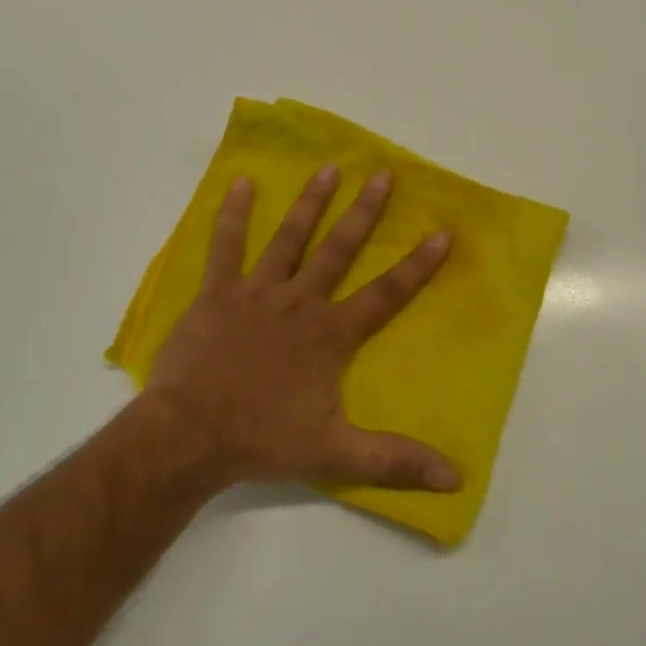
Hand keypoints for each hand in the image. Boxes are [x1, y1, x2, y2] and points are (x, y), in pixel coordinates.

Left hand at [140, 166, 461, 493]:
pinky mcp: (218, 292)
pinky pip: (226, 245)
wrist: (190, 435)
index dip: (417, 265)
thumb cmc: (263, 440)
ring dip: (310, 203)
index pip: (385, 294)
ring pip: (289, 238)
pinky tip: (242, 183)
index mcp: (330, 334)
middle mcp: (300, 302)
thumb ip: (394, 461)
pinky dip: (233, 214)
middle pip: (339, 250)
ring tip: (328, 168)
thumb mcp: (336, 454)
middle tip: (382, 174)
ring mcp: (257, 292)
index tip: (442, 232)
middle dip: (364, 212)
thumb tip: (455, 478)